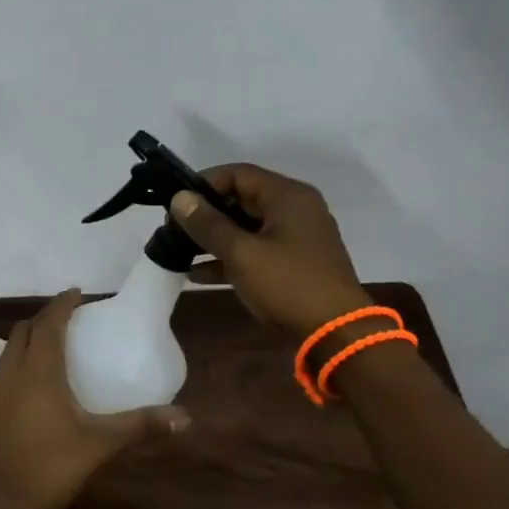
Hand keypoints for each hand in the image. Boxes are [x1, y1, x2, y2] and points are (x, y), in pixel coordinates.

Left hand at [0, 289, 189, 508]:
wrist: (0, 505)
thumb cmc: (51, 467)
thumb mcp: (101, 443)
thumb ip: (141, 425)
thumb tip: (185, 417)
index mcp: (38, 370)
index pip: (48, 322)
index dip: (62, 304)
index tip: (78, 293)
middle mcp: (11, 371)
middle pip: (24, 330)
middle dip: (45, 318)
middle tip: (69, 319)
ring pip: (8, 349)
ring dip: (28, 338)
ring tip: (52, 345)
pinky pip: (2, 369)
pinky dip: (18, 360)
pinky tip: (32, 382)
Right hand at [170, 165, 370, 336]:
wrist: (336, 334)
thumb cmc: (288, 284)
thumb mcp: (242, 253)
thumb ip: (208, 224)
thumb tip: (179, 199)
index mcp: (288, 196)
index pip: (238, 174)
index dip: (203, 184)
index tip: (175, 204)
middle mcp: (294, 210)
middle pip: (242, 199)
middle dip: (206, 213)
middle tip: (173, 229)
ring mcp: (295, 238)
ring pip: (246, 228)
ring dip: (214, 238)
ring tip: (179, 251)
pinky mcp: (292, 264)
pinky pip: (254, 251)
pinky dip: (229, 258)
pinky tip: (197, 273)